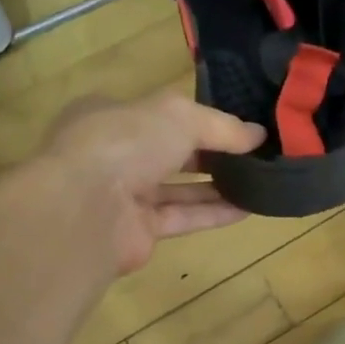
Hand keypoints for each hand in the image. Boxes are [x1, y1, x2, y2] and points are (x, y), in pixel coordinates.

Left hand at [36, 90, 265, 275]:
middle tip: (255, 153)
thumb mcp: (181, 116)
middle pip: (170, 151)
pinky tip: (248, 208)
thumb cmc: (126, 143)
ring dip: (217, 185)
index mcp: (110, 115)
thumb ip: (222, 126)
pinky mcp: (137, 230)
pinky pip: (182, 217)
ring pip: (178, 187)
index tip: (237, 122)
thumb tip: (259, 135)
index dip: (198, 116)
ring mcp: (122, 194)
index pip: (159, 113)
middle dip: (211, 152)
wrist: (85, 209)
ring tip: (259, 180)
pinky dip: (213, 213)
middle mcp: (113, 153)